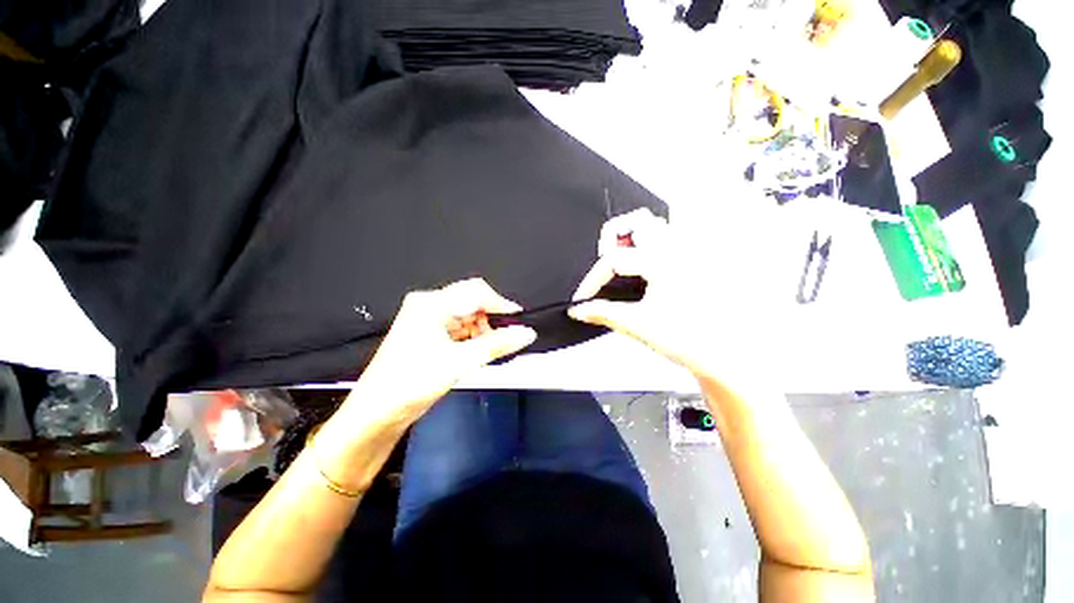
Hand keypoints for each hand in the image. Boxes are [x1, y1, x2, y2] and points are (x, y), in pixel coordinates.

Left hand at [346, 278, 536, 427]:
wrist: (377, 412)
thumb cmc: (411, 383)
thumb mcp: (460, 362)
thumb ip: (497, 344)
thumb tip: (526, 333)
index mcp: (431, 304)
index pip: (476, 292)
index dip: (500, 304)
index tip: (518, 320)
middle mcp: (428, 306)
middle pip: (471, 302)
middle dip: (490, 319)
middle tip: (505, 338)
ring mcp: (426, 320)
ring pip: (466, 316)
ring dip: (482, 330)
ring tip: (491, 349)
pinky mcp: (427, 334)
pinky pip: (457, 328)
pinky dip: (471, 337)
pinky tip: (477, 351)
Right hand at [568, 209, 777, 384]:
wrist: (724, 356)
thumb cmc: (689, 340)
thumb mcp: (637, 325)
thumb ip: (603, 313)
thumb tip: (579, 310)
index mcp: (662, 261)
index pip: (614, 258)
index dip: (592, 279)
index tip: (583, 298)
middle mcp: (678, 249)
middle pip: (638, 220)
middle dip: (613, 237)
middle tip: (605, 263)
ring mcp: (690, 254)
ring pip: (656, 226)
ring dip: (634, 238)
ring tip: (623, 265)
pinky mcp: (695, 264)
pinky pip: (670, 240)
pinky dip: (650, 246)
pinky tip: (644, 271)